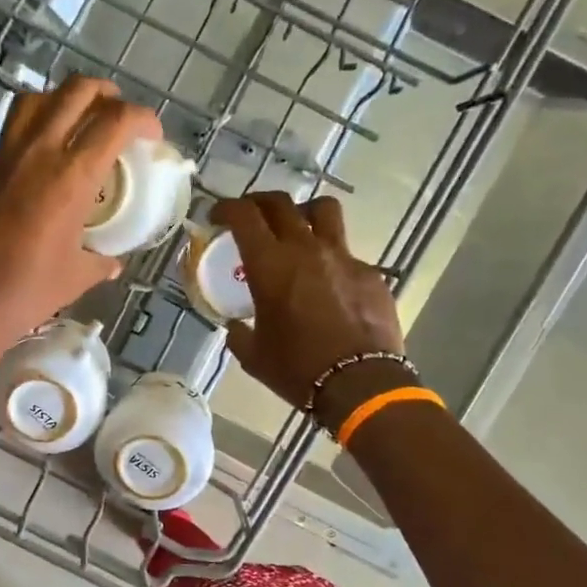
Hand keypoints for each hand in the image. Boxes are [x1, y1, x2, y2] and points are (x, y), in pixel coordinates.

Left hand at [0, 75, 159, 354]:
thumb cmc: (25, 293)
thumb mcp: (75, 278)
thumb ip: (99, 263)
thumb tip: (111, 262)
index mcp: (71, 176)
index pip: (116, 121)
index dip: (143, 119)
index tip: (152, 136)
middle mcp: (38, 152)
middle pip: (76, 92)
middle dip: (106, 94)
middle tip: (117, 116)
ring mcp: (3, 158)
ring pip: (36, 100)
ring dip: (64, 99)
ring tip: (78, 122)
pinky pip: (11, 133)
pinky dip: (34, 131)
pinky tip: (41, 163)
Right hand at [213, 192, 408, 427]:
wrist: (360, 384)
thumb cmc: (297, 369)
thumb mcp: (253, 355)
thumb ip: (239, 333)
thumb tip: (236, 326)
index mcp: (270, 265)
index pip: (244, 215)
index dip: (226, 209)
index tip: (217, 217)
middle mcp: (306, 249)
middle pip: (280, 203)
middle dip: (258, 203)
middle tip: (250, 216)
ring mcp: (343, 257)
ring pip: (323, 210)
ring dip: (303, 212)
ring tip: (297, 227)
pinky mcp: (370, 274)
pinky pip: (347, 254)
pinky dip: (331, 259)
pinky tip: (329, 283)